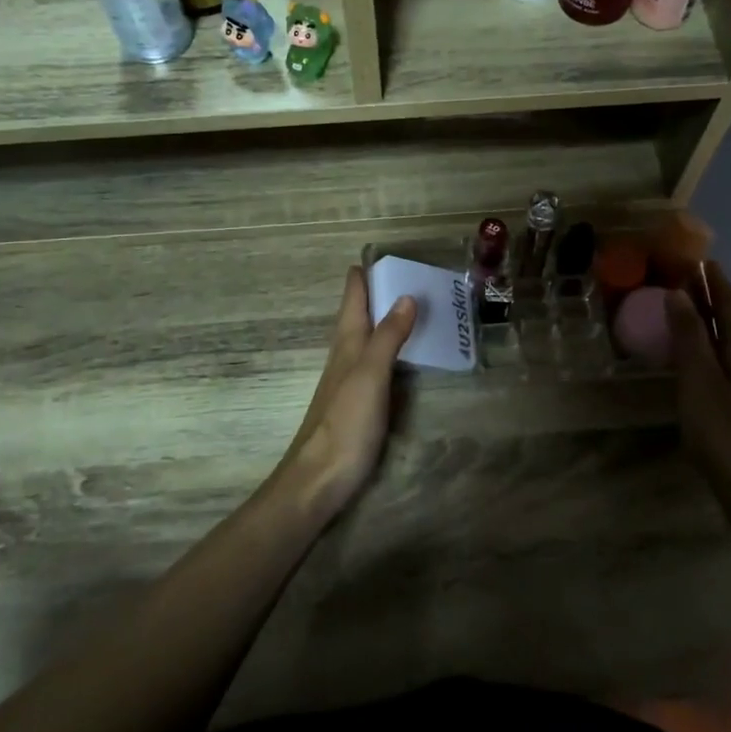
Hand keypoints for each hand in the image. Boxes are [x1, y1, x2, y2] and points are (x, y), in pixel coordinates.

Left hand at [276, 266, 416, 521]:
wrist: (318, 479)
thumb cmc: (345, 423)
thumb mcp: (370, 374)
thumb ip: (388, 336)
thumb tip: (406, 295)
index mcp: (347, 343)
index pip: (353, 297)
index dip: (363, 274)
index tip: (382, 252)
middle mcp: (345, 355)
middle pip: (358, 314)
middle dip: (378, 292)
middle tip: (409, 274)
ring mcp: (349, 380)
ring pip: (366, 337)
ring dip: (384, 318)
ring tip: (412, 305)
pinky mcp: (357, 402)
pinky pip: (375, 361)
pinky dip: (390, 347)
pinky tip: (403, 355)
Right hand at [665, 266, 730, 499]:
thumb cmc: (722, 430)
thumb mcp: (698, 379)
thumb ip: (688, 336)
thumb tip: (678, 294)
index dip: (715, 280)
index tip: (699, 258)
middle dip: (712, 295)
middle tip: (686, 277)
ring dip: (710, 319)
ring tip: (686, 308)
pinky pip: (727, 357)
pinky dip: (710, 342)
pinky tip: (695, 353)